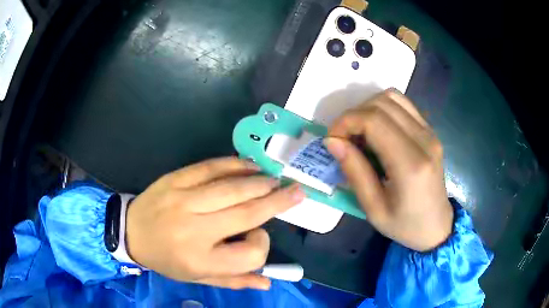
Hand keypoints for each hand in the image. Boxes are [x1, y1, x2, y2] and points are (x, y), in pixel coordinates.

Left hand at [125, 157, 304, 289]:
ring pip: (232, 188)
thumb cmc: (166, 259)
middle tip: (297, 191)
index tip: (258, 235)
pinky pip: (211, 168)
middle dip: (277, 201)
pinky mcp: (176, 180)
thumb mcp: (197, 277)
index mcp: (201, 260)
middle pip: (246, 214)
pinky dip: (235, 165)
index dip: (262, 244)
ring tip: (276, 179)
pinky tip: (250, 166)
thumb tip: (267, 282)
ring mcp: (184, 200)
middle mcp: (195, 230)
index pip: (250, 254)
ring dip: (260, 182)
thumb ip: (233, 280)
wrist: (130, 232)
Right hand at [324, 89, 452, 251]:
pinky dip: (383, 110)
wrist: (437, 226)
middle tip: (343, 139)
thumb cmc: (405, 225)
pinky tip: (378, 131)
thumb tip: (332, 141)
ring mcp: (430, 133)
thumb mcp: (373, 209)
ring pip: (392, 97)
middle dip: (354, 115)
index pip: (374, 120)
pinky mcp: (430, 131)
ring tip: (360, 133)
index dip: (346, 122)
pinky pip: (403, 105)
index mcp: (411, 165)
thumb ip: (354, 172)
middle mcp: (424, 140)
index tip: (332, 140)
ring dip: (368, 109)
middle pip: (381, 103)